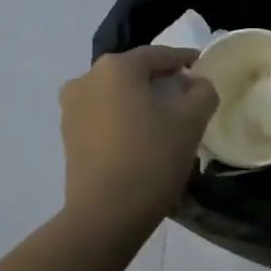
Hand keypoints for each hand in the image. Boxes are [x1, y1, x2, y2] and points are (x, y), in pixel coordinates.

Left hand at [59, 46, 218, 232]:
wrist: (105, 215)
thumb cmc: (151, 158)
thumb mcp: (191, 121)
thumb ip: (202, 91)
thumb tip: (196, 83)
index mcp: (116, 67)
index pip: (158, 54)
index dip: (184, 59)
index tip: (202, 65)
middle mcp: (87, 78)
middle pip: (134, 72)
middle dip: (161, 80)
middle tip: (187, 94)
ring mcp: (72, 107)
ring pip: (117, 94)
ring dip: (140, 100)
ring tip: (166, 118)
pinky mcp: (68, 135)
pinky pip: (103, 115)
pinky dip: (124, 117)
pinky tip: (142, 136)